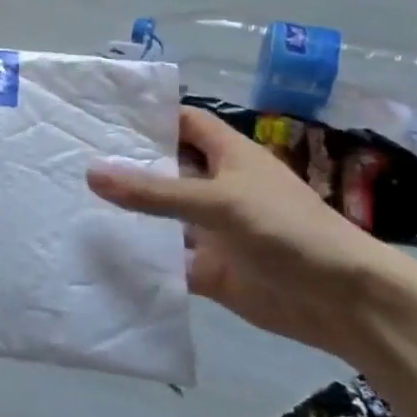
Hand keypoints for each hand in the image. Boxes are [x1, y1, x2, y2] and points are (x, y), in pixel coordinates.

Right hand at [86, 106, 416, 362]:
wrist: (345, 302)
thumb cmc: (287, 230)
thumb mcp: (218, 201)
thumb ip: (155, 191)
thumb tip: (91, 173)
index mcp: (227, 155)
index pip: (182, 121)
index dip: (147, 115)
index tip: (100, 114)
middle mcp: (216, 187)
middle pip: (165, 167)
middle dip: (127, 164)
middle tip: (71, 158)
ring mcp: (212, 229)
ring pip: (162, 215)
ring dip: (129, 212)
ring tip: (74, 201)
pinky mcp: (210, 269)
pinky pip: (167, 259)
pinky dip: (141, 258)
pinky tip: (100, 254)